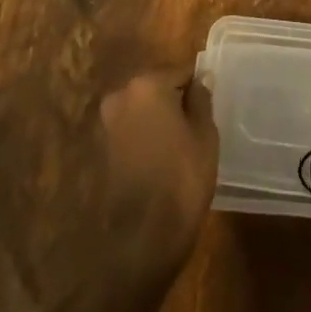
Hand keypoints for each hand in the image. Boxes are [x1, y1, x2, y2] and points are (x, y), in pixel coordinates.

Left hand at [99, 69, 219, 273]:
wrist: (143, 238)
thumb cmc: (182, 178)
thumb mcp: (205, 135)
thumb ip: (201, 99)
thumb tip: (201, 78)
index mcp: (147, 84)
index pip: (180, 72)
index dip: (197, 87)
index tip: (209, 105)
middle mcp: (121, 95)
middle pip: (157, 88)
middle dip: (175, 101)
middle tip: (197, 126)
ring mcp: (107, 123)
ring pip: (142, 110)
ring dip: (158, 120)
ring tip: (181, 145)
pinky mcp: (101, 149)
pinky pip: (131, 130)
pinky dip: (145, 137)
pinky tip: (162, 159)